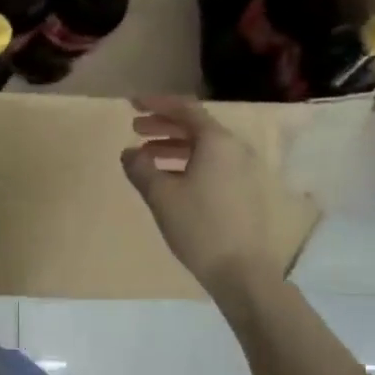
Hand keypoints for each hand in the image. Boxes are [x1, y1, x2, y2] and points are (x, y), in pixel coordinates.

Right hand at [121, 97, 289, 296]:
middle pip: (196, 126)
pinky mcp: (245, 191)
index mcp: (217, 142)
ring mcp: (244, 170)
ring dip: (174, 147)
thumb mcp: (161, 196)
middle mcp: (235, 149)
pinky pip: (213, 165)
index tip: (132, 104)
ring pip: (204, 148)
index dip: (157, 104)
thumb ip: (141, 168)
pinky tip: (170, 180)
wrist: (242, 270)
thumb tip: (129, 153)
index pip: (185, 110)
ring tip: (147, 157)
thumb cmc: (199, 226)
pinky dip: (188, 163)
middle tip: (135, 130)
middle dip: (163, 126)